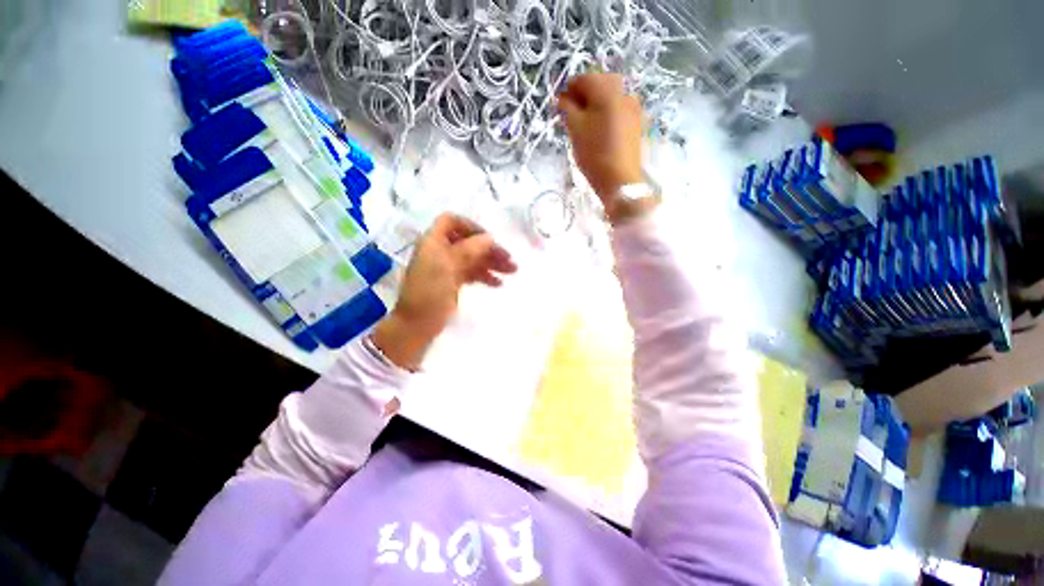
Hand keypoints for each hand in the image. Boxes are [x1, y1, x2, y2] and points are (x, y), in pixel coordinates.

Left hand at [371, 213, 516, 370]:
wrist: (417, 324)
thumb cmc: (431, 292)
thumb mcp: (449, 267)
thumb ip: (470, 249)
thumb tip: (490, 238)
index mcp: (433, 241)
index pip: (452, 221)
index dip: (471, 226)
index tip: (490, 238)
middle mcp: (440, 251)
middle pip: (468, 242)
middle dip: (489, 249)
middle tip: (510, 260)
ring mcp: (446, 267)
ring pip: (472, 258)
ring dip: (491, 262)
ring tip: (511, 272)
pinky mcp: (452, 282)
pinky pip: (471, 273)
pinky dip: (484, 275)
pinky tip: (498, 283)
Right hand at [558, 73, 644, 214]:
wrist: (620, 180)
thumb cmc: (594, 153)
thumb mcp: (575, 129)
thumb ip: (567, 108)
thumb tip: (562, 98)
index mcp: (607, 90)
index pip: (584, 79)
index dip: (569, 90)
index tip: (559, 106)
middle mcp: (624, 92)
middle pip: (600, 84)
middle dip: (583, 96)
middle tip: (571, 115)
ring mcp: (634, 107)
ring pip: (610, 97)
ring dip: (595, 105)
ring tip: (585, 124)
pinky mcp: (637, 122)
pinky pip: (618, 109)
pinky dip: (607, 114)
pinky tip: (599, 130)